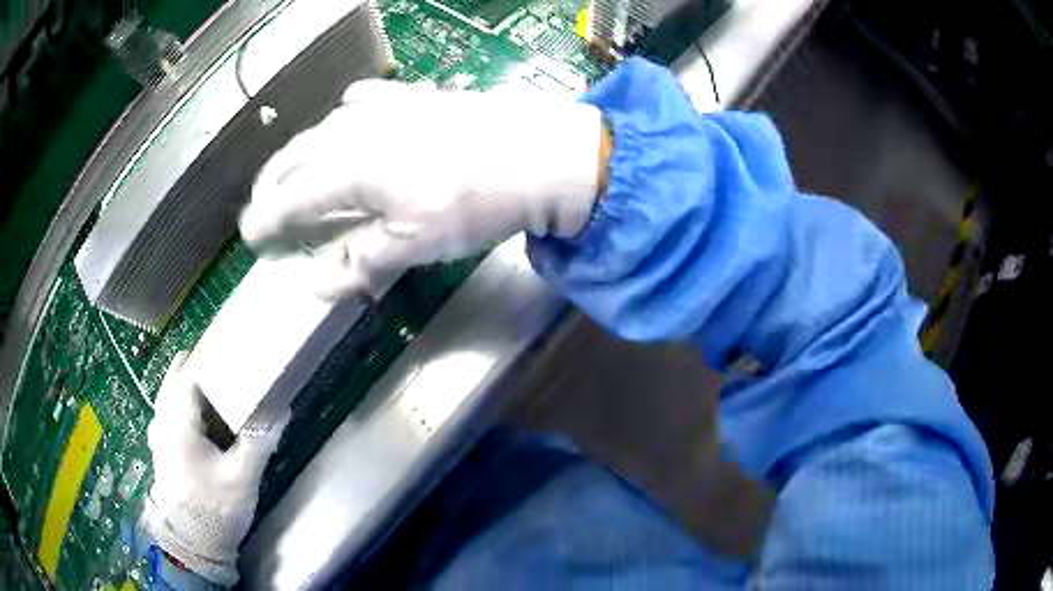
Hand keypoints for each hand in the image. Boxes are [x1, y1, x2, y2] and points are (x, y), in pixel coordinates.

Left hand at [140, 353, 287, 585]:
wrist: (193, 543)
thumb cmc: (214, 509)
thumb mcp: (242, 479)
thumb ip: (258, 442)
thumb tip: (281, 410)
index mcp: (177, 420)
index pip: (189, 370)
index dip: (210, 356)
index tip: (233, 350)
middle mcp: (163, 419)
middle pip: (177, 377)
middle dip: (202, 369)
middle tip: (230, 370)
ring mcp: (160, 434)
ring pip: (172, 394)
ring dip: (194, 388)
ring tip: (221, 392)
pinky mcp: (163, 448)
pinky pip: (172, 412)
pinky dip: (187, 406)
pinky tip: (205, 421)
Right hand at [240, 79, 604, 298]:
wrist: (537, 153)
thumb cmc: (475, 204)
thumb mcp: (416, 244)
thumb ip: (362, 260)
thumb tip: (316, 283)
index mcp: (350, 170)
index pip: (291, 199)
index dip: (266, 219)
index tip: (249, 236)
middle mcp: (355, 131)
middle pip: (297, 157)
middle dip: (272, 183)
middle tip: (260, 203)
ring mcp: (384, 106)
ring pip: (322, 127)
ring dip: (299, 152)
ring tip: (292, 170)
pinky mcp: (412, 96)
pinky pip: (360, 101)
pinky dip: (340, 119)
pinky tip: (345, 122)